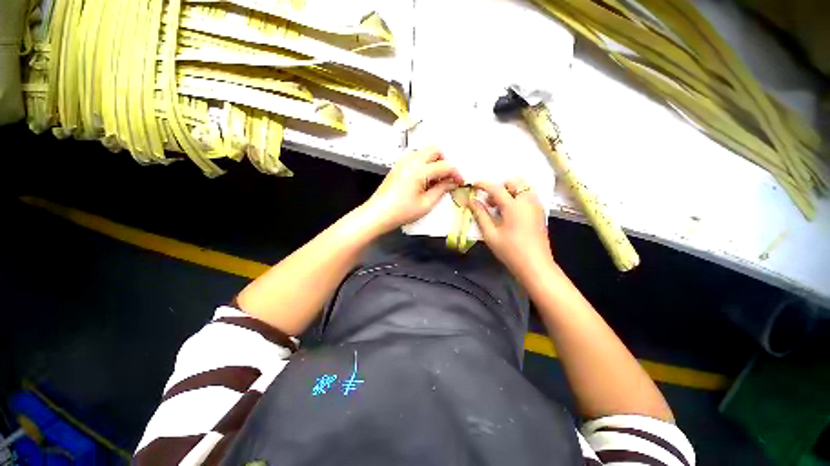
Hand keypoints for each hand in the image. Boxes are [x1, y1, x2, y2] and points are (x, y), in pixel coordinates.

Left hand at [363, 147, 463, 232]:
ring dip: (434, 162)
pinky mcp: (398, 166)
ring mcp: (403, 162)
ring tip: (436, 181)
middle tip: (447, 178)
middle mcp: (411, 161)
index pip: (444, 165)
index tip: (460, 182)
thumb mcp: (426, 204)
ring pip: (424, 152)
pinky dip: (424, 164)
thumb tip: (452, 182)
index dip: (455, 173)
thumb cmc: (401, 212)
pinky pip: (416, 158)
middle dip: (445, 161)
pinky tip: (424, 180)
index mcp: (419, 170)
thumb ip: (442, 190)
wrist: (378, 214)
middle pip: (434, 150)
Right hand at [470, 179, 554, 280]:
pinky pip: (528, 196)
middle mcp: (527, 201)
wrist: (535, 265)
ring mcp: (536, 206)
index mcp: (514, 206)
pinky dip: (518, 198)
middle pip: (514, 182)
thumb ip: (480, 215)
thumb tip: (472, 201)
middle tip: (491, 202)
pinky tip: (510, 214)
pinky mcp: (540, 213)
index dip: (483, 184)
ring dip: (509, 192)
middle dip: (500, 187)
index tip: (474, 184)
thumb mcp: (490, 234)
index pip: (496, 188)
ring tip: (500, 209)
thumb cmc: (510, 251)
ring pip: (523, 188)